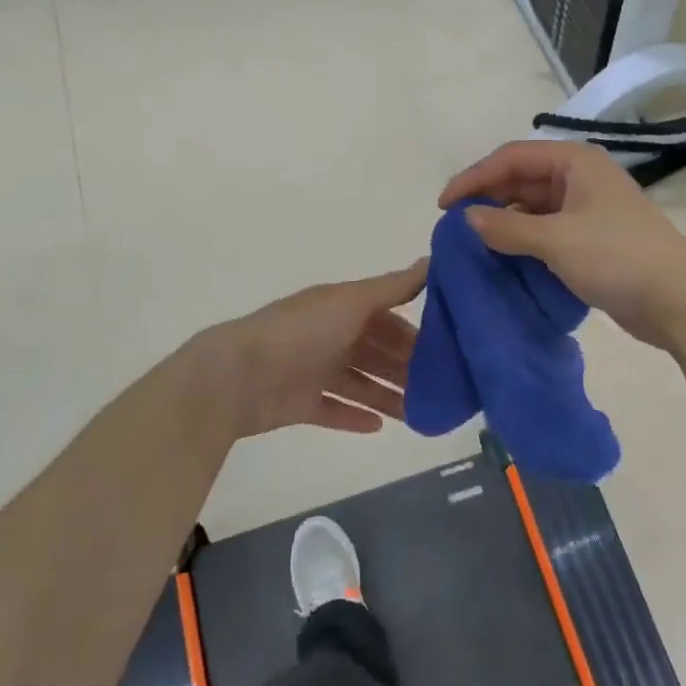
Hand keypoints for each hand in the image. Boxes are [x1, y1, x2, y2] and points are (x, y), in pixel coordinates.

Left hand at [200, 262, 427, 439]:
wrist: (238, 376)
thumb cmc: (301, 332)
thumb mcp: (352, 301)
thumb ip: (393, 286)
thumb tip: (433, 258)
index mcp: (340, 309)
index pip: (386, 318)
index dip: (413, 333)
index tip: (446, 350)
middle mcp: (328, 336)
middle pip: (375, 352)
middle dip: (404, 368)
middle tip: (439, 389)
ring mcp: (312, 371)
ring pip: (359, 383)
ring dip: (387, 396)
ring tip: (418, 414)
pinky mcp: (299, 404)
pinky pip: (333, 410)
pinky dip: (354, 417)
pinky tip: (379, 427)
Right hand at [440, 141, 685, 347]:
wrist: (678, 299)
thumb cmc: (617, 257)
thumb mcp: (556, 240)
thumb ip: (507, 228)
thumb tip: (468, 219)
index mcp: (574, 162)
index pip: (511, 157)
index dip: (474, 178)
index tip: (444, 206)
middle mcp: (580, 178)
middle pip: (521, 179)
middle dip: (488, 198)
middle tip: (455, 226)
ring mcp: (588, 209)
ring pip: (533, 207)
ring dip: (505, 222)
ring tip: (474, 244)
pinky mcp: (593, 238)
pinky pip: (547, 230)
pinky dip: (524, 240)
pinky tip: (504, 258)